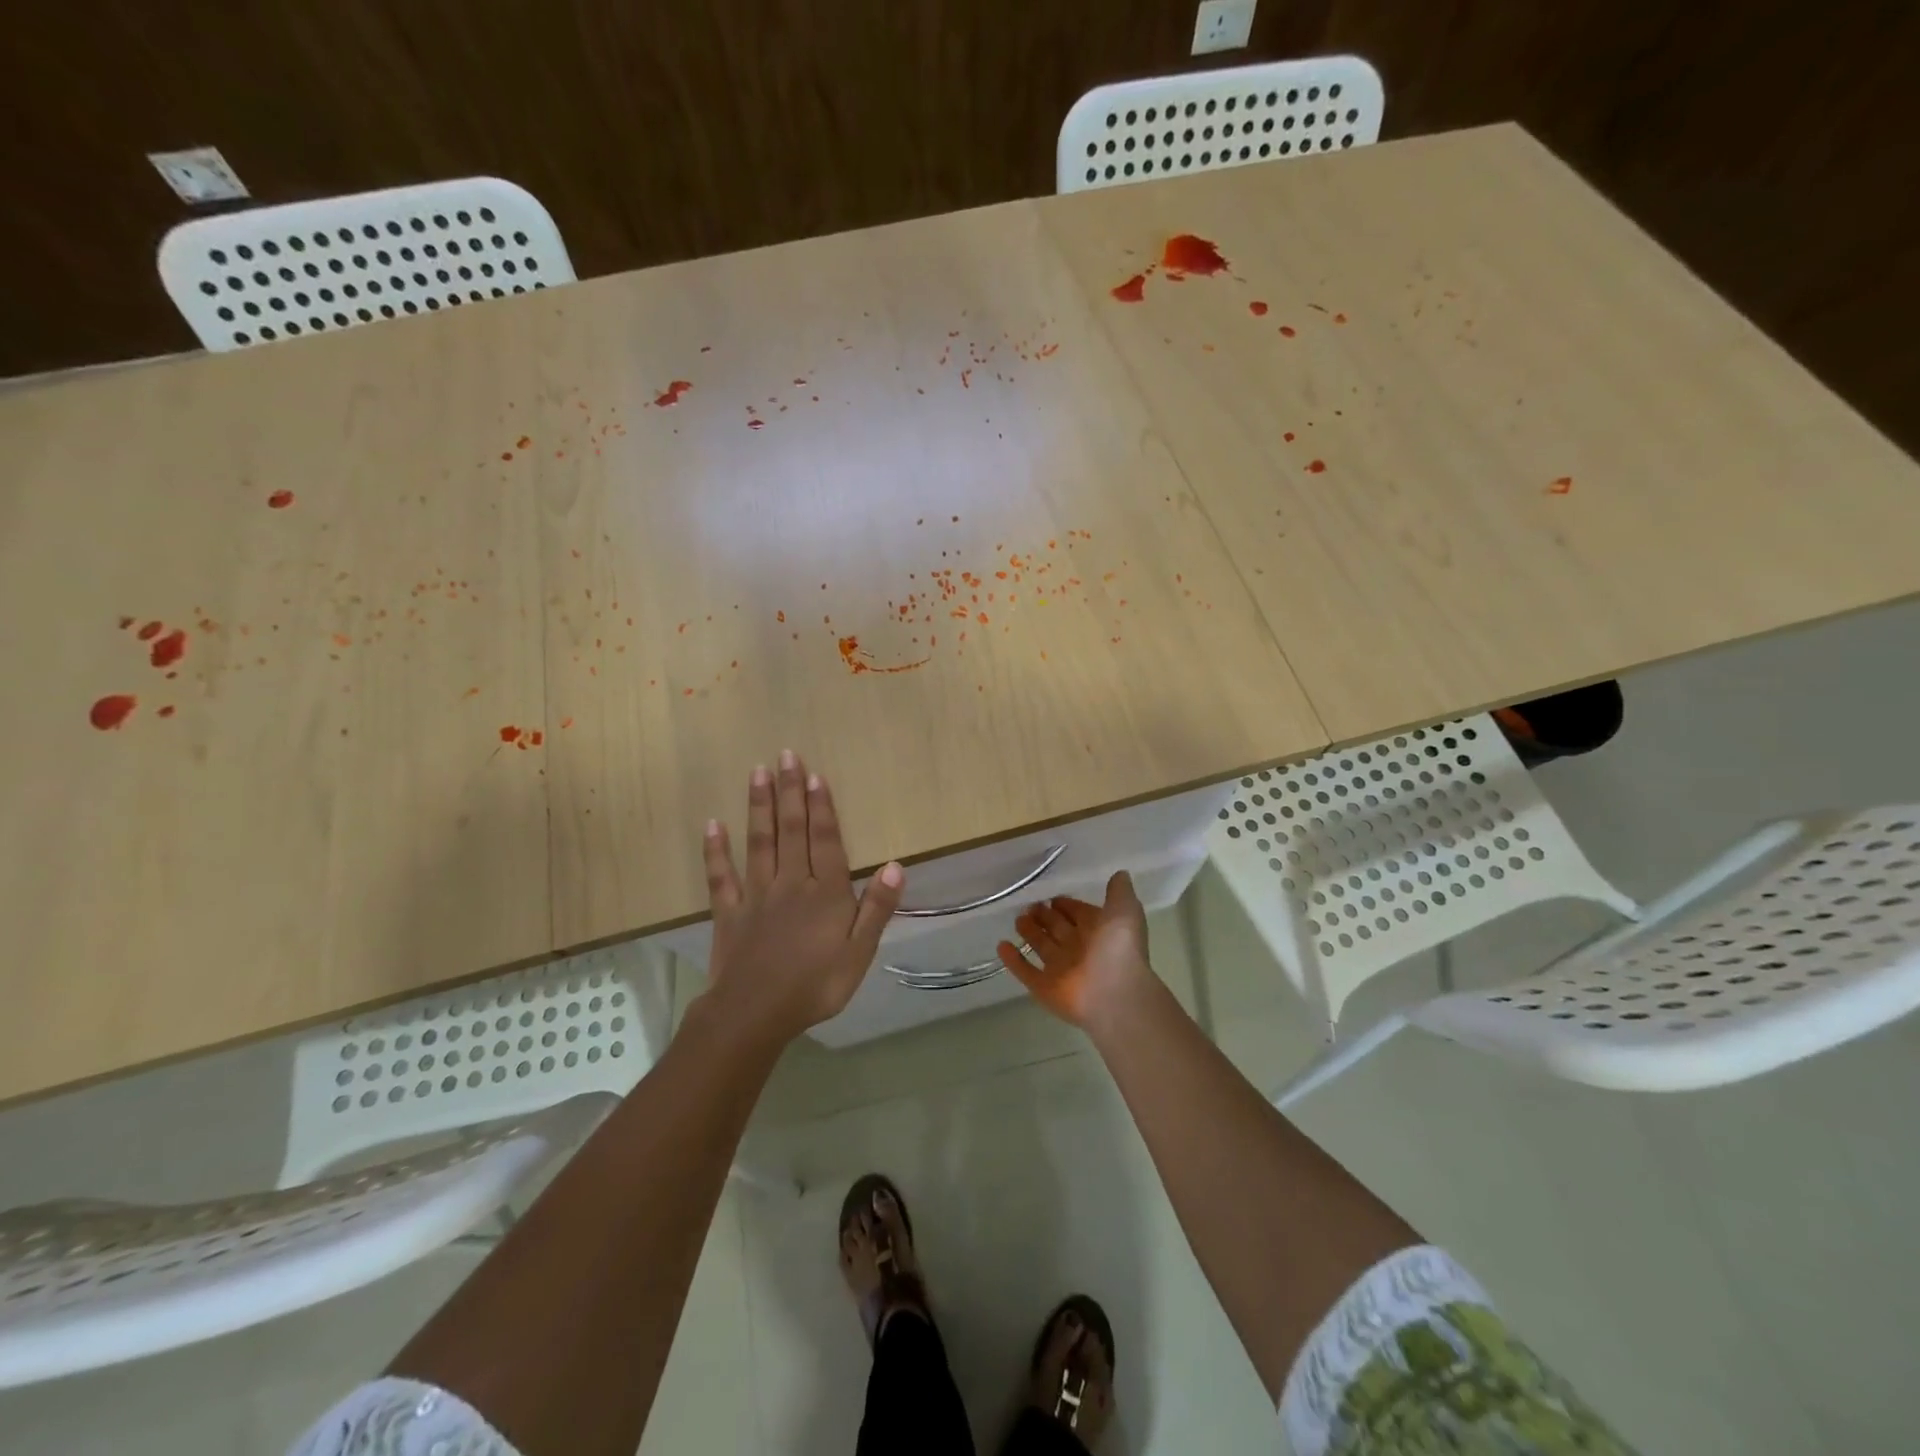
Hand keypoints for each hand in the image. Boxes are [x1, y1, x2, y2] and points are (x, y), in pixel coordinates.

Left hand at [702, 750, 904, 1044]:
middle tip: (785, 755)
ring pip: (759, 843)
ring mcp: (756, 895)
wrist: (755, 1014)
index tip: (814, 774)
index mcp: (825, 893)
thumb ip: (877, 908)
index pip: (824, 840)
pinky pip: (721, 876)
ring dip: (759, 807)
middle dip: (790, 791)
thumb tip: (895, 866)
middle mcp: (791, 883)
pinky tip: (712, 825)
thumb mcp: (859, 953)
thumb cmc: (815, 985)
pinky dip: (716, 850)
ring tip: (757, 773)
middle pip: (791, 830)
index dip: (821, 806)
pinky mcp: (728, 912)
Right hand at [997, 871, 1153, 1030]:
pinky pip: (1026, 972)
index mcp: (1099, 932)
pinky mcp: (1045, 989)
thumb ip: (1119, 891)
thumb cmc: (1120, 949)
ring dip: (1030, 934)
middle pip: (1058, 929)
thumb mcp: (1124, 910)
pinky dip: (1013, 960)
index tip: (1052, 897)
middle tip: (1030, 905)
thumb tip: (1120, 873)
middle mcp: (1080, 950)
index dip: (1067, 906)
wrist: (1115, 995)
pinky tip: (1001, 945)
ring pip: (1042, 948)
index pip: (1079, 914)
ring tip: (1017, 919)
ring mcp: (1062, 970)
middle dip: (1045, 917)